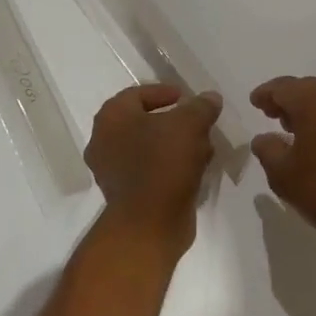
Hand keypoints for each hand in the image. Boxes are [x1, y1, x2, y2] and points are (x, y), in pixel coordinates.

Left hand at [84, 84, 222, 253]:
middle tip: (197, 123)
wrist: (149, 224)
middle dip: (174, 122)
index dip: (163, 92)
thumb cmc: (164, 162)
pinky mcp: (124, 195)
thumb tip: (210, 98)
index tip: (186, 97)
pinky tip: (195, 169)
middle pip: (143, 122)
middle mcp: (104, 141)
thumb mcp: (190, 124)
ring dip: (175, 145)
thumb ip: (201, 106)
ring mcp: (111, 171)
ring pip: (148, 148)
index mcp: (112, 117)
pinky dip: (170, 166)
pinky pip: (149, 171)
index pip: (137, 94)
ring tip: (203, 147)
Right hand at [249, 76, 315, 264]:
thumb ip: (268, 150)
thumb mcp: (285, 176)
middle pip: (306, 88)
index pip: (282, 87)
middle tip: (271, 115)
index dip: (265, 95)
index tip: (255, 102)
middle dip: (287, 99)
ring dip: (308, 109)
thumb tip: (265, 138)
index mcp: (315, 100)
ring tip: (293, 129)